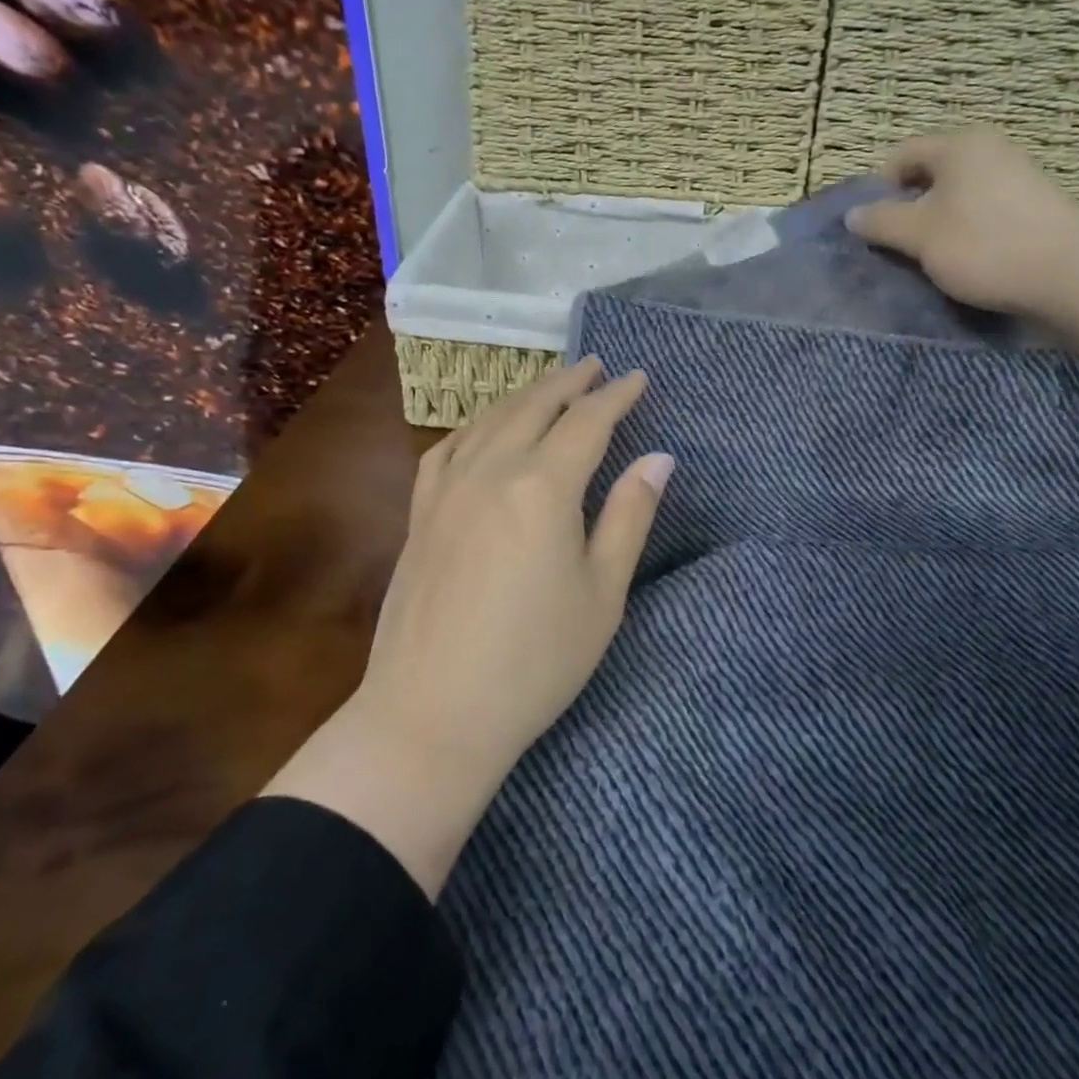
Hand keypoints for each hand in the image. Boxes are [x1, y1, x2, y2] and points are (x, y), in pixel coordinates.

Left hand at [265, 358, 673, 895]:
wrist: (431, 714)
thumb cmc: (534, 662)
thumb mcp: (602, 593)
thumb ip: (630, 516)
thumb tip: (659, 458)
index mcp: (543, 488)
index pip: (588, 422)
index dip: (617, 396)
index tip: (638, 377)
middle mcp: (491, 472)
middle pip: (535, 407)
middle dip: (569, 381)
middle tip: (594, 365)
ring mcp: (447, 490)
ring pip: (490, 421)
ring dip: (524, 396)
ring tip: (549, 386)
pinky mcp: (420, 514)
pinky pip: (447, 448)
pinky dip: (475, 427)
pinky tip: (483, 430)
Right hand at [845, 126, 1078, 372]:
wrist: (1069, 276)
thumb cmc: (983, 245)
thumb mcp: (918, 235)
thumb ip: (881, 222)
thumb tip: (853, 215)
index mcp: (959, 145)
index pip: (902, 155)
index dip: (879, 189)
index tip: (874, 227)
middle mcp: (990, 151)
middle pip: (930, 176)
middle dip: (908, 210)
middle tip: (899, 247)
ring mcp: (1016, 178)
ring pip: (957, 198)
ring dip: (936, 226)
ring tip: (931, 260)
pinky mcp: (1033, 208)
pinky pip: (982, 214)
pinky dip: (966, 234)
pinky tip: (966, 263)